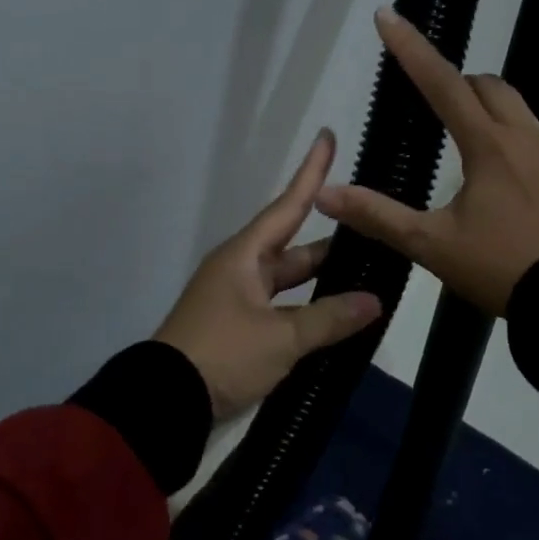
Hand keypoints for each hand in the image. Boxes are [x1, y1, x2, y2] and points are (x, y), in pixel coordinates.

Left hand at [156, 129, 382, 418]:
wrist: (163, 403)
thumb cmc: (223, 354)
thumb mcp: (281, 337)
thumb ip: (330, 318)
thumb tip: (375, 301)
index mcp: (245, 256)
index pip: (288, 205)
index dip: (311, 173)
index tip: (327, 137)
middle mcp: (240, 270)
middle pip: (293, 247)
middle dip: (331, 242)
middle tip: (373, 233)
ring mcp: (237, 301)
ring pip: (288, 281)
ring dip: (321, 280)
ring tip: (365, 276)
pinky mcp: (237, 329)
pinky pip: (280, 307)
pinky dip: (306, 308)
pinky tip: (334, 317)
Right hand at [315, 7, 538, 316]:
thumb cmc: (499, 269)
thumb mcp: (431, 245)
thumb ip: (378, 216)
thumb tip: (324, 193)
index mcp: (487, 146)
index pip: (441, 84)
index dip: (411, 49)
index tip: (387, 15)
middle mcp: (527, 135)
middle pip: (488, 86)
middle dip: (459, 85)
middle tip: (439, 108)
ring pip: (538, 99)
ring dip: (506, 100)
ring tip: (493, 117)